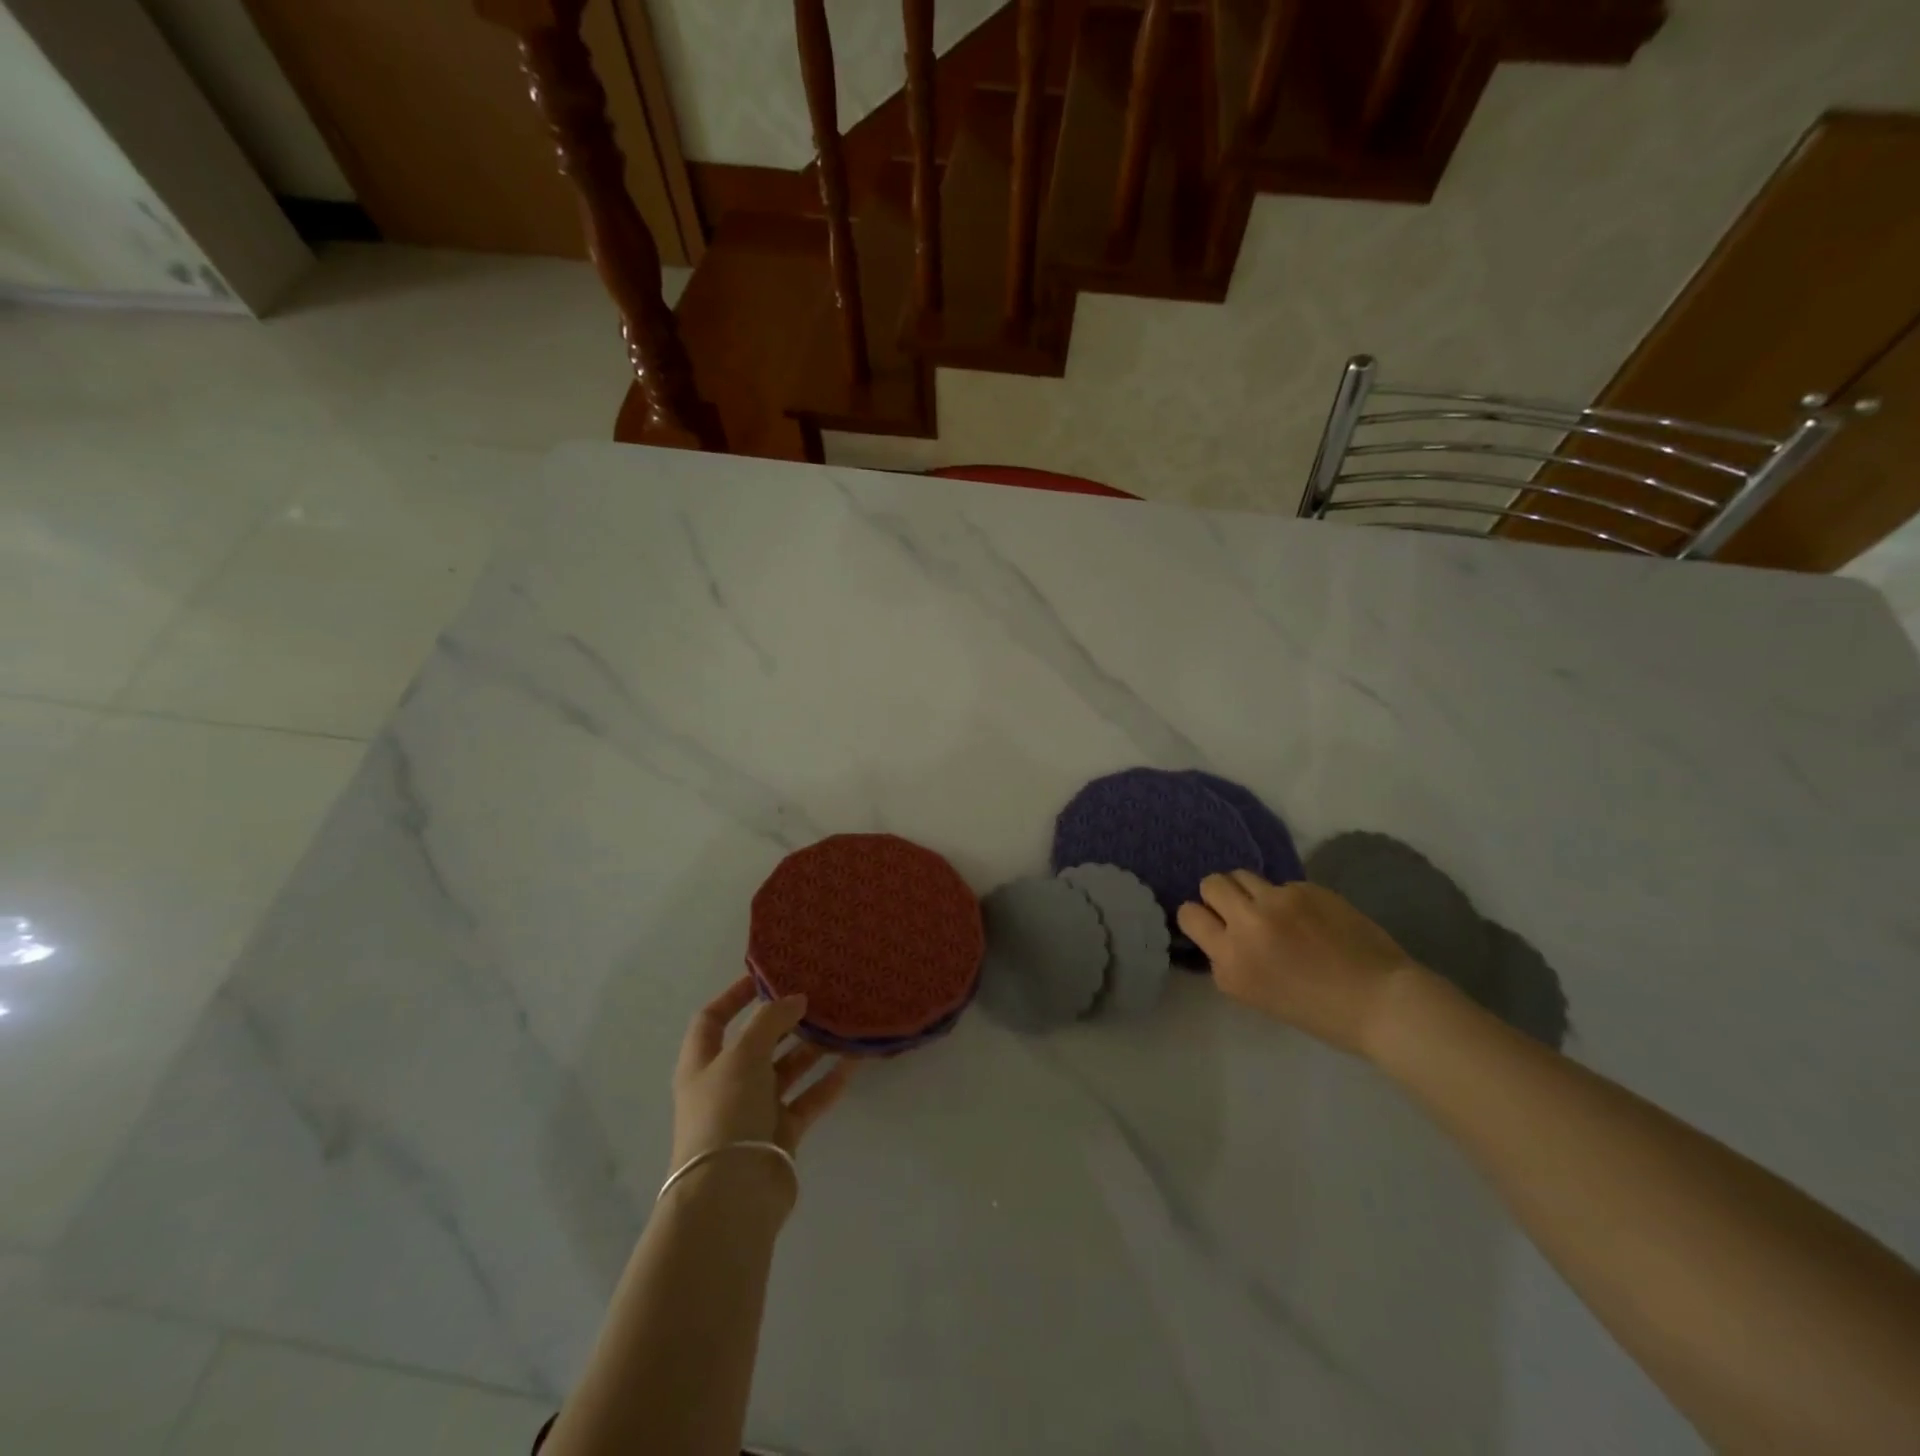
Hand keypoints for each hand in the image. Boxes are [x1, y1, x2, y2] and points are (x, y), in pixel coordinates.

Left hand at [671, 976, 854, 1173]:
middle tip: (818, 998)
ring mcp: (754, 1110)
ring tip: (841, 1024)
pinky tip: (852, 1063)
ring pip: (786, 1070)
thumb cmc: (726, 1112)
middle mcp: (726, 1084)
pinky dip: (827, 1082)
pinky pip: (807, 1099)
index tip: (767, 977)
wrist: (731, 1194)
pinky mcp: (781, 1134)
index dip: (734, 996)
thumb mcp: (743, 1055)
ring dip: (811, 1048)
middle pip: (757, 1044)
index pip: (712, 1020)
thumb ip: (770, 1021)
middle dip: (785, 1021)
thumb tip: (796, 999)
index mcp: (703, 1064)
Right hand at [1177, 870, 1425, 1057]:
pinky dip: (1288, 898)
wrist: (1381, 1002)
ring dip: (1250, 890)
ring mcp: (1276, 902)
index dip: (1200, 917)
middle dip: (1220, 895)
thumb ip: (1230, 961)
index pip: (1189, 915)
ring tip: (1272, 908)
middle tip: (1241, 911)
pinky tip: (1311, 918)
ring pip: (1241, 874)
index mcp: (1230, 962)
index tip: (1214, 925)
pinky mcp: (1305, 888)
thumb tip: (1223, 935)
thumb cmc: (1319, 1013)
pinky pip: (1280, 884)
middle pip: (1211, 884)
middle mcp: (1246, 926)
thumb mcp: (1254, 995)